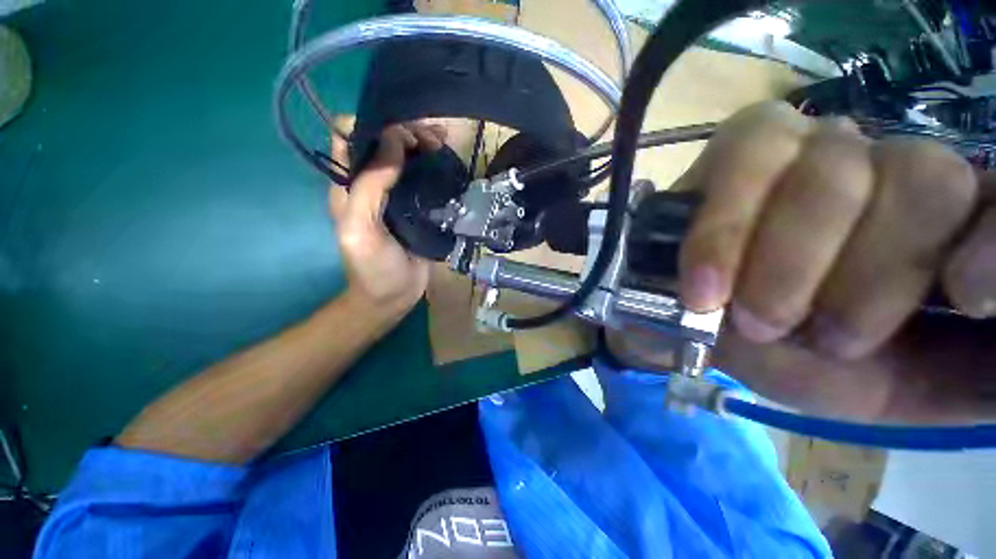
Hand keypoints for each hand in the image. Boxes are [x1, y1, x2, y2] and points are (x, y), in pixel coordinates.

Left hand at [328, 122, 446, 319]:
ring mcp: (396, 195)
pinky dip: (435, 167)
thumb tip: (394, 141)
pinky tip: (449, 165)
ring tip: (445, 146)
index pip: (348, 136)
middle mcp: (371, 184)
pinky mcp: (417, 207)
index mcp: (349, 185)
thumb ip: (370, 186)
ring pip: (406, 157)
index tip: (402, 134)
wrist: (394, 297)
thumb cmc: (373, 268)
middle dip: (406, 132)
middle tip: (434, 141)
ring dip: (423, 146)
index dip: (373, 126)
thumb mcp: (361, 230)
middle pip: (383, 142)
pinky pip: (424, 179)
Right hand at [676, 102, 995, 421]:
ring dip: (789, 264)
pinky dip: (724, 234)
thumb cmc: (791, 356)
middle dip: (870, 273)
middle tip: (821, 337)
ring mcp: (809, 144)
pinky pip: (747, 161)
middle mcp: (885, 167)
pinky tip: (707, 286)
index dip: (993, 242)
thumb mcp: (893, 390)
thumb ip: (973, 378)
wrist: (693, 324)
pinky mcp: (741, 145)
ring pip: (836, 168)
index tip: (964, 298)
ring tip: (753, 320)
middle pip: (925, 177)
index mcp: (939, 228)